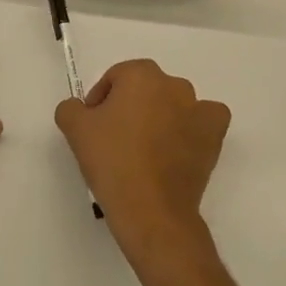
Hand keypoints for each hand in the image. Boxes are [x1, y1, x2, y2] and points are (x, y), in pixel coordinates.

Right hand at [55, 59, 229, 268]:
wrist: (151, 210)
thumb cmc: (112, 162)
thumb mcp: (75, 130)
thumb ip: (71, 108)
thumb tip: (81, 108)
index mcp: (140, 75)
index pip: (115, 79)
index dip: (100, 101)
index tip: (94, 127)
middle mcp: (173, 84)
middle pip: (144, 88)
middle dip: (130, 107)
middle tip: (115, 138)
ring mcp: (198, 108)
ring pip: (174, 102)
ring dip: (160, 116)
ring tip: (146, 148)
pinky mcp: (214, 134)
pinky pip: (205, 118)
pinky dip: (194, 126)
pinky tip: (181, 143)